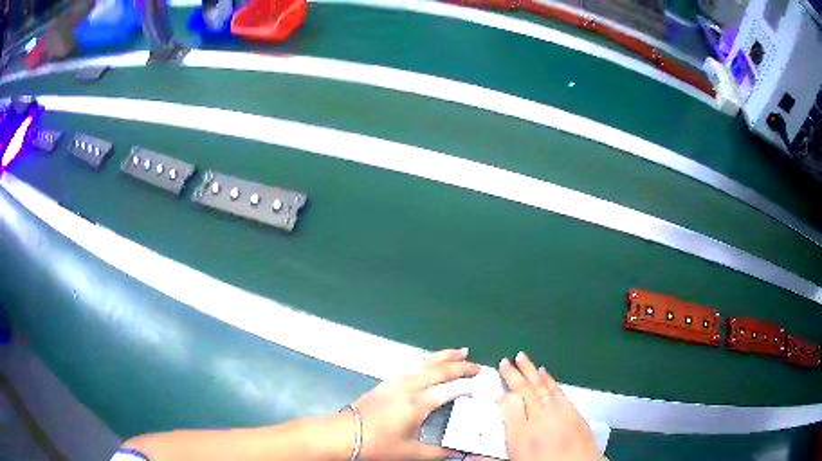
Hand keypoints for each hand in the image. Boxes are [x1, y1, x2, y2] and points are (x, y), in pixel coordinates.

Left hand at [353, 348, 480, 459]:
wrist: (344, 434)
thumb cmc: (378, 444)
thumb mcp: (410, 452)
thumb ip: (437, 453)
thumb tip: (457, 454)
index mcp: (417, 404)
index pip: (448, 389)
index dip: (466, 385)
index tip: (481, 383)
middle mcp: (409, 387)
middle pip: (438, 370)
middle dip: (460, 365)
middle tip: (477, 365)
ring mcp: (396, 382)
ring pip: (424, 363)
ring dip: (443, 356)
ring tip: (460, 352)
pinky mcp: (386, 382)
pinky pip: (412, 366)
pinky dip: (427, 361)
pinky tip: (430, 363)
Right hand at [497, 352, 601, 460]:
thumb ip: (490, 457)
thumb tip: (468, 455)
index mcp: (520, 434)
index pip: (508, 405)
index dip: (503, 396)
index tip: (498, 390)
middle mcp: (538, 418)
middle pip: (524, 391)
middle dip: (514, 375)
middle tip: (506, 360)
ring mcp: (557, 412)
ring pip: (541, 386)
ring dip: (531, 371)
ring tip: (522, 358)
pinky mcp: (572, 411)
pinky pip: (558, 390)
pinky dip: (549, 380)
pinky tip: (545, 373)